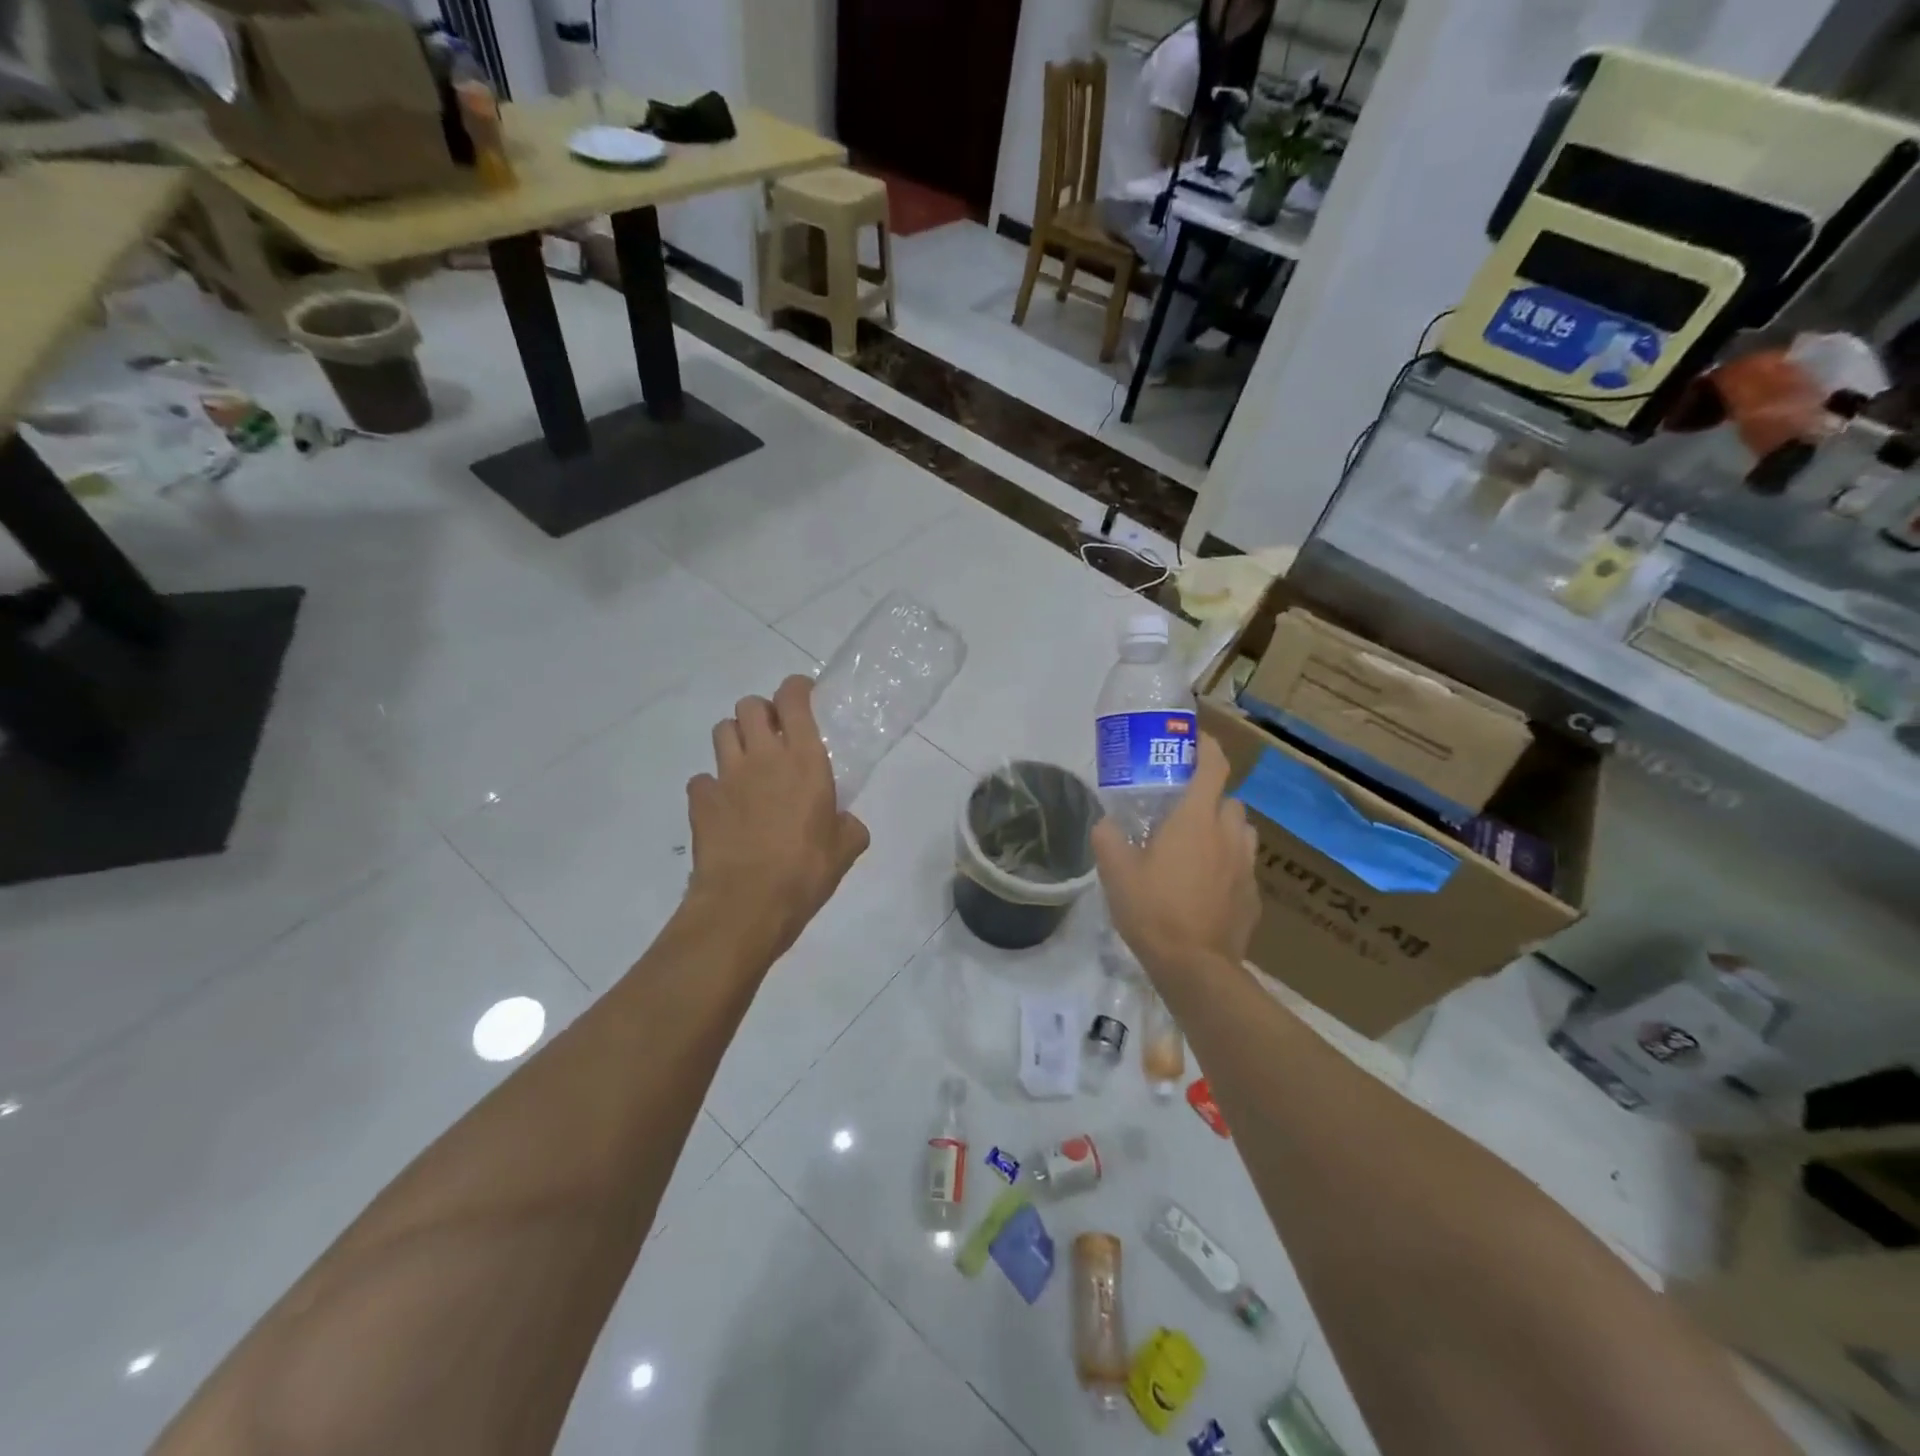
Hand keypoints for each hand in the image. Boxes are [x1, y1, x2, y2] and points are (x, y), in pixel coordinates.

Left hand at [685, 675, 870, 959]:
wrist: (747, 903)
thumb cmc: (806, 871)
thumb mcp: (846, 848)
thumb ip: (848, 825)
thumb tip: (844, 822)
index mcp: (805, 760)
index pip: (794, 700)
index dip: (796, 688)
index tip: (802, 694)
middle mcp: (763, 757)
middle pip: (749, 706)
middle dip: (761, 712)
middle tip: (773, 733)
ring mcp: (726, 776)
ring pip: (721, 731)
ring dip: (735, 738)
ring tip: (747, 763)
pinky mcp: (700, 800)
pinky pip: (701, 778)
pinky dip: (712, 785)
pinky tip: (724, 805)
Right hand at [1092, 733, 1259, 978]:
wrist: (1195, 966)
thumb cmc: (1153, 910)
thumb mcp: (1115, 872)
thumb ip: (1107, 838)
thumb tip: (1105, 822)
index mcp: (1195, 819)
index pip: (1213, 766)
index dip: (1207, 746)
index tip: (1193, 740)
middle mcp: (1228, 834)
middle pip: (1229, 799)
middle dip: (1210, 796)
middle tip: (1182, 808)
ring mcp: (1246, 865)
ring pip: (1242, 831)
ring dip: (1224, 828)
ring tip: (1199, 845)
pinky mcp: (1254, 894)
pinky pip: (1244, 865)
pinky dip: (1229, 863)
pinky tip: (1208, 884)